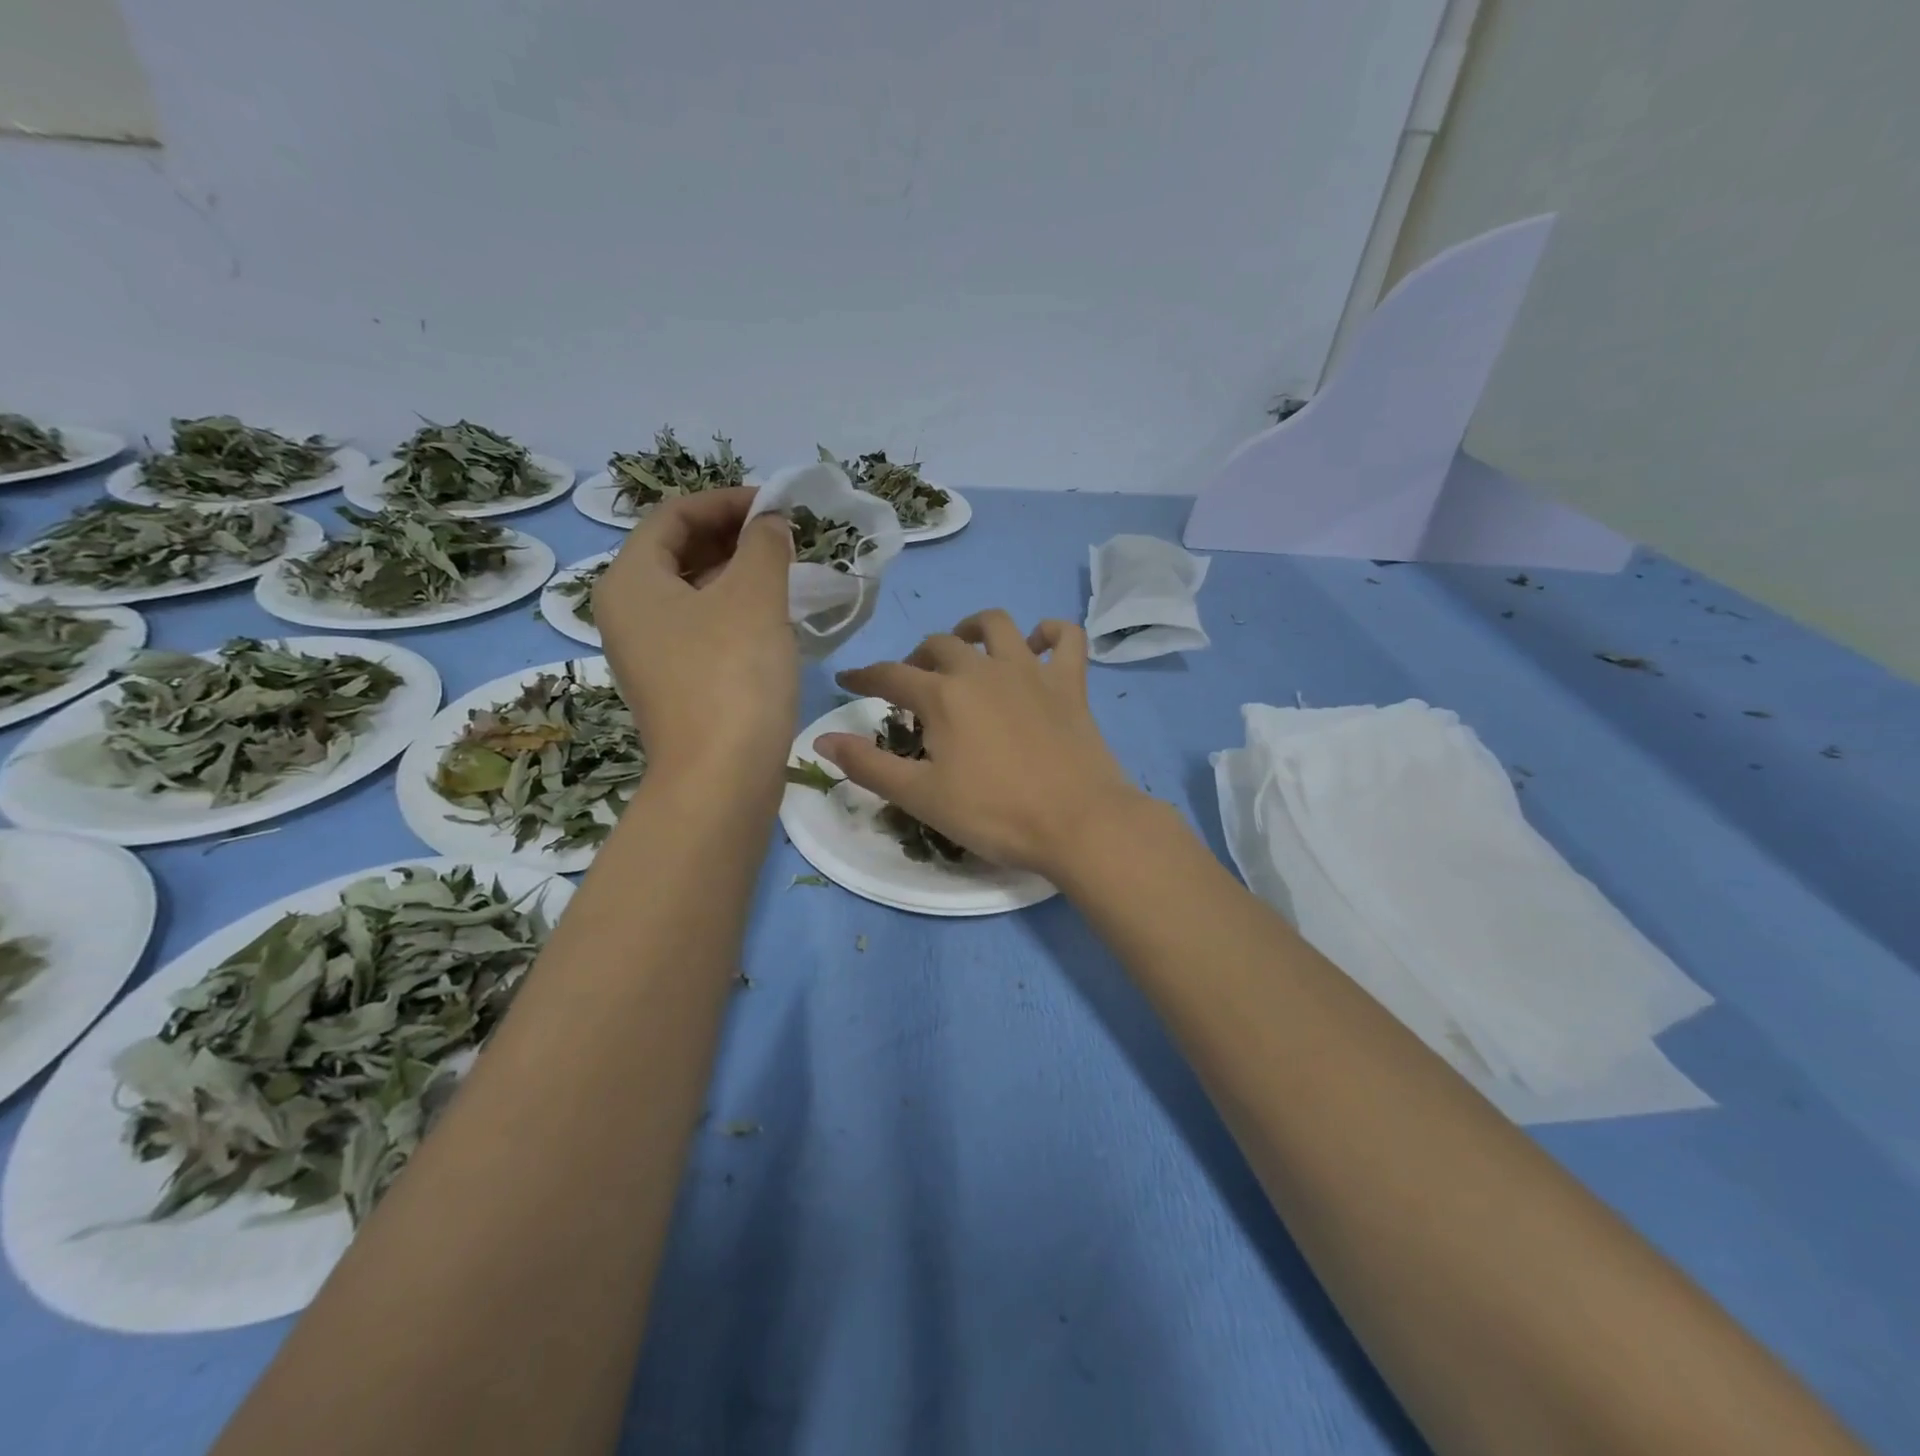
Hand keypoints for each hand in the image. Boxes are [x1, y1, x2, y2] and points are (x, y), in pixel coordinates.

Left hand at [593, 488, 796, 777]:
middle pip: (678, 552)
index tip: (776, 505)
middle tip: (784, 535)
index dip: (726, 501)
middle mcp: (628, 612)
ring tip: (785, 569)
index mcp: (631, 580)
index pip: (673, 515)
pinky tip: (773, 615)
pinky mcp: (675, 684)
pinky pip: (701, 628)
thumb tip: (771, 525)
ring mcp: (649, 653)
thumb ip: (764, 545)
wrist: (721, 778)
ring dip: (737, 573)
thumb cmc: (732, 675)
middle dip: (732, 536)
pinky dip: (734, 610)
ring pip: (692, 592)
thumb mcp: (755, 596)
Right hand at [816, 610, 1144, 876]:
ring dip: (973, 628)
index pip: (890, 676)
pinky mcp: (1070, 682)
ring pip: (997, 625)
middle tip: (914, 685)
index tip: (849, 680)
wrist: (1077, 822)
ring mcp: (1030, 671)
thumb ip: (868, 765)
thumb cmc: (994, 814)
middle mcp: (983, 669)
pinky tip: (1038, 644)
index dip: (865, 677)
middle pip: (940, 645)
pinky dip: (1049, 633)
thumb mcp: (921, 797)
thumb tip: (820, 739)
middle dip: (918, 659)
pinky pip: (1064, 637)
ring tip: (966, 648)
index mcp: (943, 696)